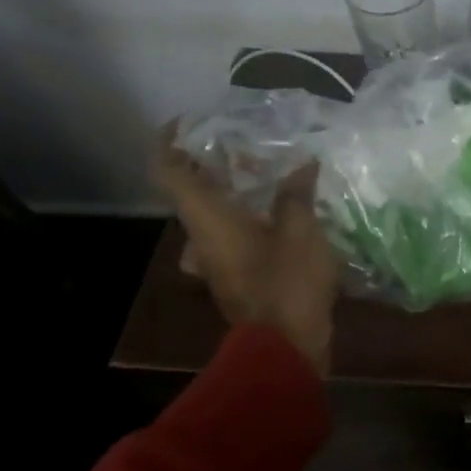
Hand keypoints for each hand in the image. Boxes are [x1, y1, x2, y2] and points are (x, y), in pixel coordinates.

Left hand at [154, 136, 340, 373]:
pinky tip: (284, 213)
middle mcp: (202, 238)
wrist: (286, 347)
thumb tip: (302, 164)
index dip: (170, 142)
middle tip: (246, 145)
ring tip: (270, 174)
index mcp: (207, 219)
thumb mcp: (300, 230)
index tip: (187, 122)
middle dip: (213, 164)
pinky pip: (234, 236)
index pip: (168, 171)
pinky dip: (250, 217)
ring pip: (215, 216)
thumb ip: (297, 194)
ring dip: (234, 193)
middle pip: (192, 192)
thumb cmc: (287, 282)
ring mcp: (217, 262)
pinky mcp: (236, 278)